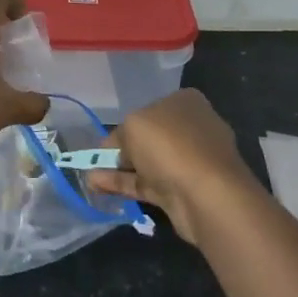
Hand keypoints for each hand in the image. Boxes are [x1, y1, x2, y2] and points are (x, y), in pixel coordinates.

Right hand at [88, 89, 263, 245]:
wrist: (207, 195)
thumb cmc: (170, 144)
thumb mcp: (133, 125)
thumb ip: (119, 135)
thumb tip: (115, 150)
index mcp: (185, 102)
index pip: (150, 108)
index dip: (127, 123)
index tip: (108, 139)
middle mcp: (191, 128)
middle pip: (149, 137)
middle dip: (122, 149)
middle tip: (96, 160)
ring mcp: (190, 162)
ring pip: (148, 163)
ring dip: (119, 170)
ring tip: (89, 177)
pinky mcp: (184, 191)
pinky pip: (148, 184)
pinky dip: (125, 185)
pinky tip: (99, 188)